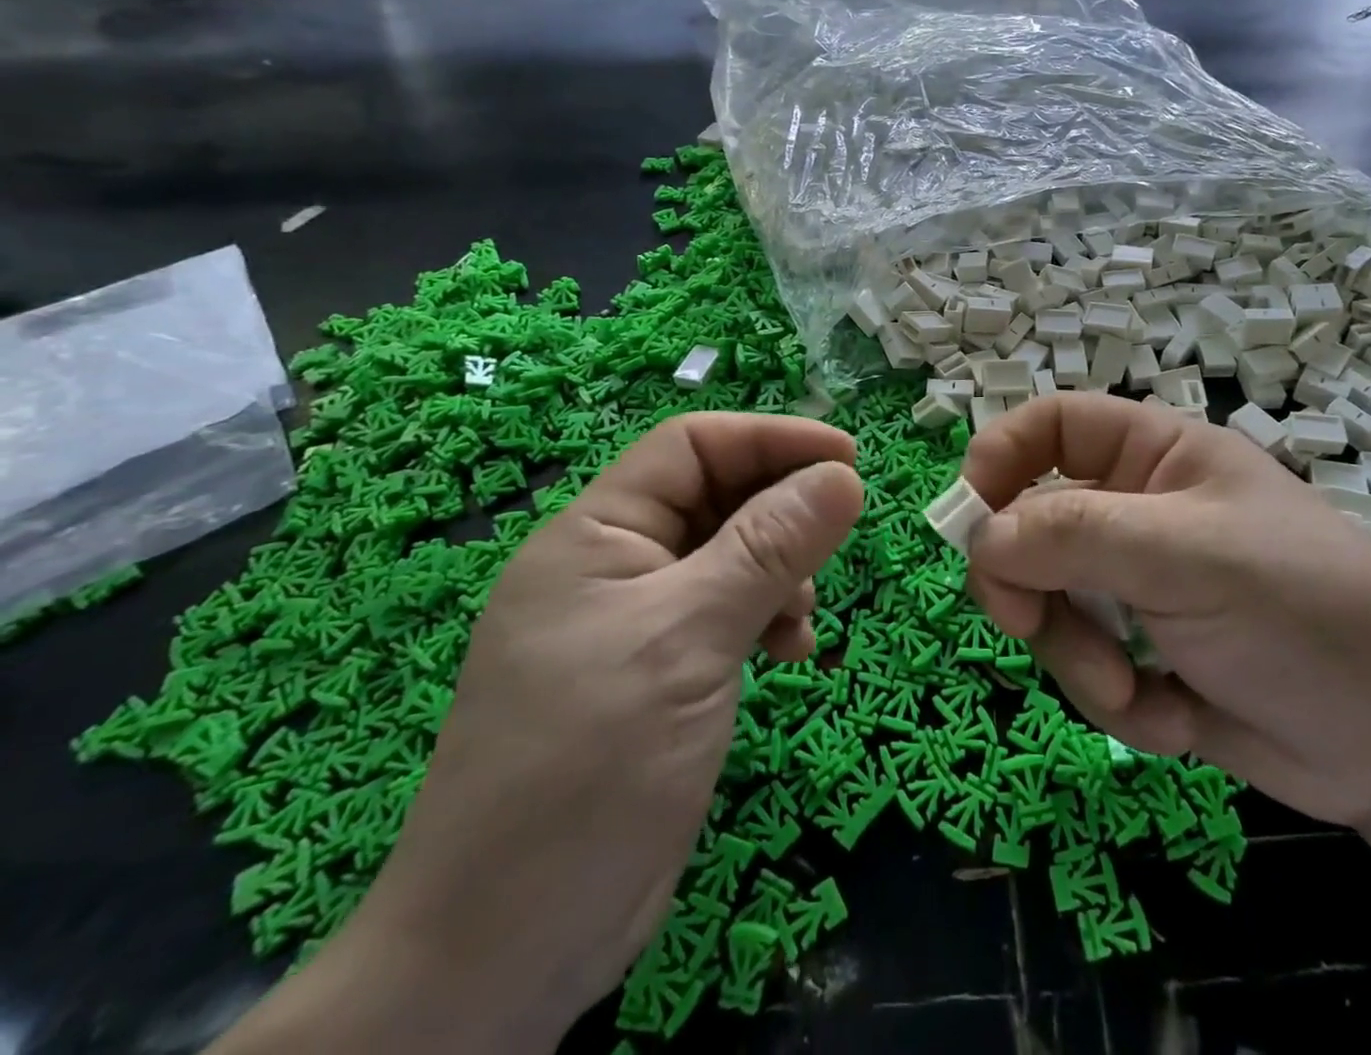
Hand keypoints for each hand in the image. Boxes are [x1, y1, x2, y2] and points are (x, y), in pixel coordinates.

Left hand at [337, 412, 863, 1047]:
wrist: (505, 950)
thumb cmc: (589, 764)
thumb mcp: (689, 637)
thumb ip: (768, 548)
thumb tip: (844, 476)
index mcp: (596, 535)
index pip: (692, 447)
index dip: (771, 439)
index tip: (847, 459)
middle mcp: (615, 567)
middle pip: (716, 498)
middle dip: (781, 514)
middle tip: (835, 542)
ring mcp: (636, 624)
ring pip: (730, 557)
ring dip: (781, 573)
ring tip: (804, 621)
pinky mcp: (660, 674)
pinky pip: (728, 613)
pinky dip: (767, 620)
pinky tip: (790, 655)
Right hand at [962, 395, 1370, 831]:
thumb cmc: (1304, 610)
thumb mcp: (1188, 556)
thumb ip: (1075, 534)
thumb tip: (979, 537)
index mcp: (1153, 458)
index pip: (1050, 426)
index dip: (999, 456)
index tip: (968, 516)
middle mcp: (1136, 514)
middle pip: (1030, 525)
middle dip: (1030, 584)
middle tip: (1032, 624)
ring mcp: (1136, 588)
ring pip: (1048, 605)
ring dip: (1078, 654)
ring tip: (1135, 688)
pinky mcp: (1143, 656)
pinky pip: (1084, 666)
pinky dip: (1117, 700)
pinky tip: (1177, 718)